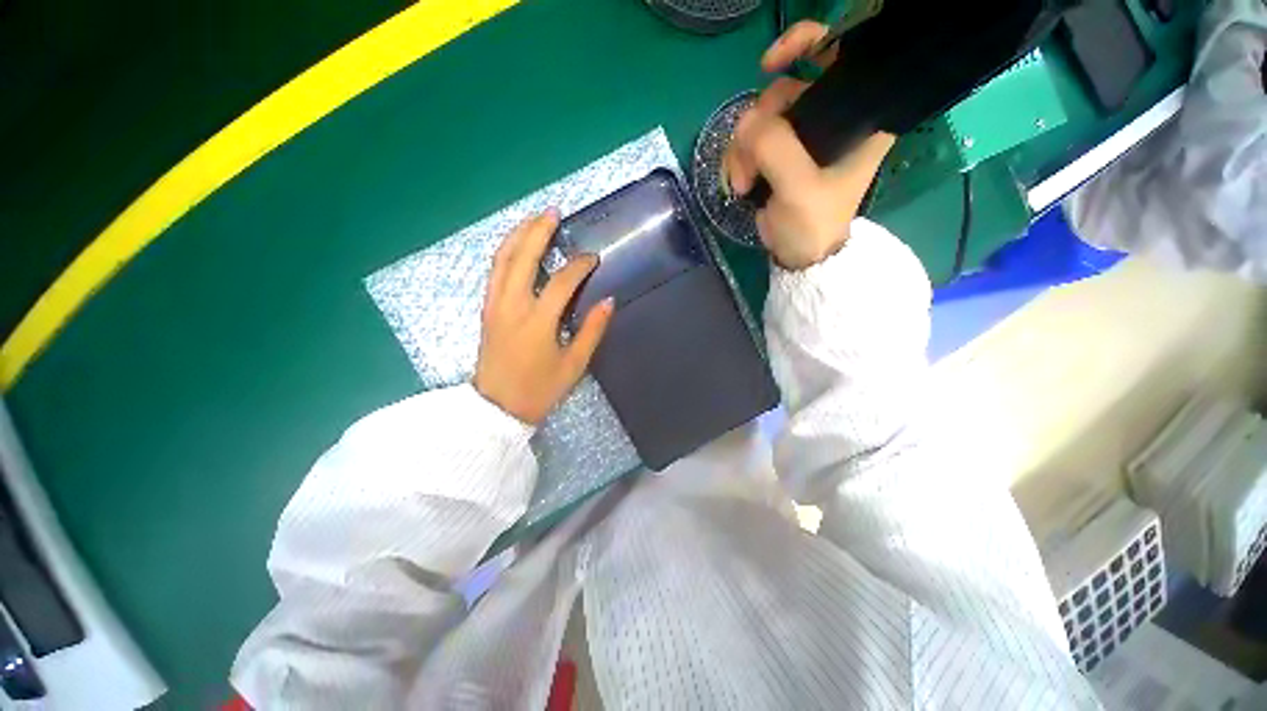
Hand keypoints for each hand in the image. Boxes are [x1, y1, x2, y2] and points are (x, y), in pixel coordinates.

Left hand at [474, 210, 614, 425]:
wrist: (497, 408)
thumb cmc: (539, 389)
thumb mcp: (574, 364)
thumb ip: (592, 330)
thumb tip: (608, 301)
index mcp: (537, 322)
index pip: (561, 281)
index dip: (579, 266)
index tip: (593, 259)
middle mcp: (511, 306)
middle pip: (522, 256)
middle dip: (538, 231)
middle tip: (554, 212)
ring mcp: (494, 305)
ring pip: (501, 259)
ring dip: (518, 235)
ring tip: (534, 219)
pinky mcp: (486, 309)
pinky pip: (494, 271)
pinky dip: (506, 252)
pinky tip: (517, 245)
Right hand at [722, 20, 895, 270]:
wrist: (798, 254)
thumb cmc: (812, 223)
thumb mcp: (799, 188)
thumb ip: (775, 148)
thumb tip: (746, 124)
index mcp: (858, 117)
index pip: (841, 55)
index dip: (806, 43)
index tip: (770, 65)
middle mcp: (831, 118)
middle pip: (786, 90)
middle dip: (760, 123)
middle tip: (750, 162)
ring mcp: (801, 137)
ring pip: (760, 118)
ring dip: (743, 149)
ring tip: (742, 183)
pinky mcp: (778, 154)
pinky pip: (749, 139)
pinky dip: (738, 158)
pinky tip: (739, 183)